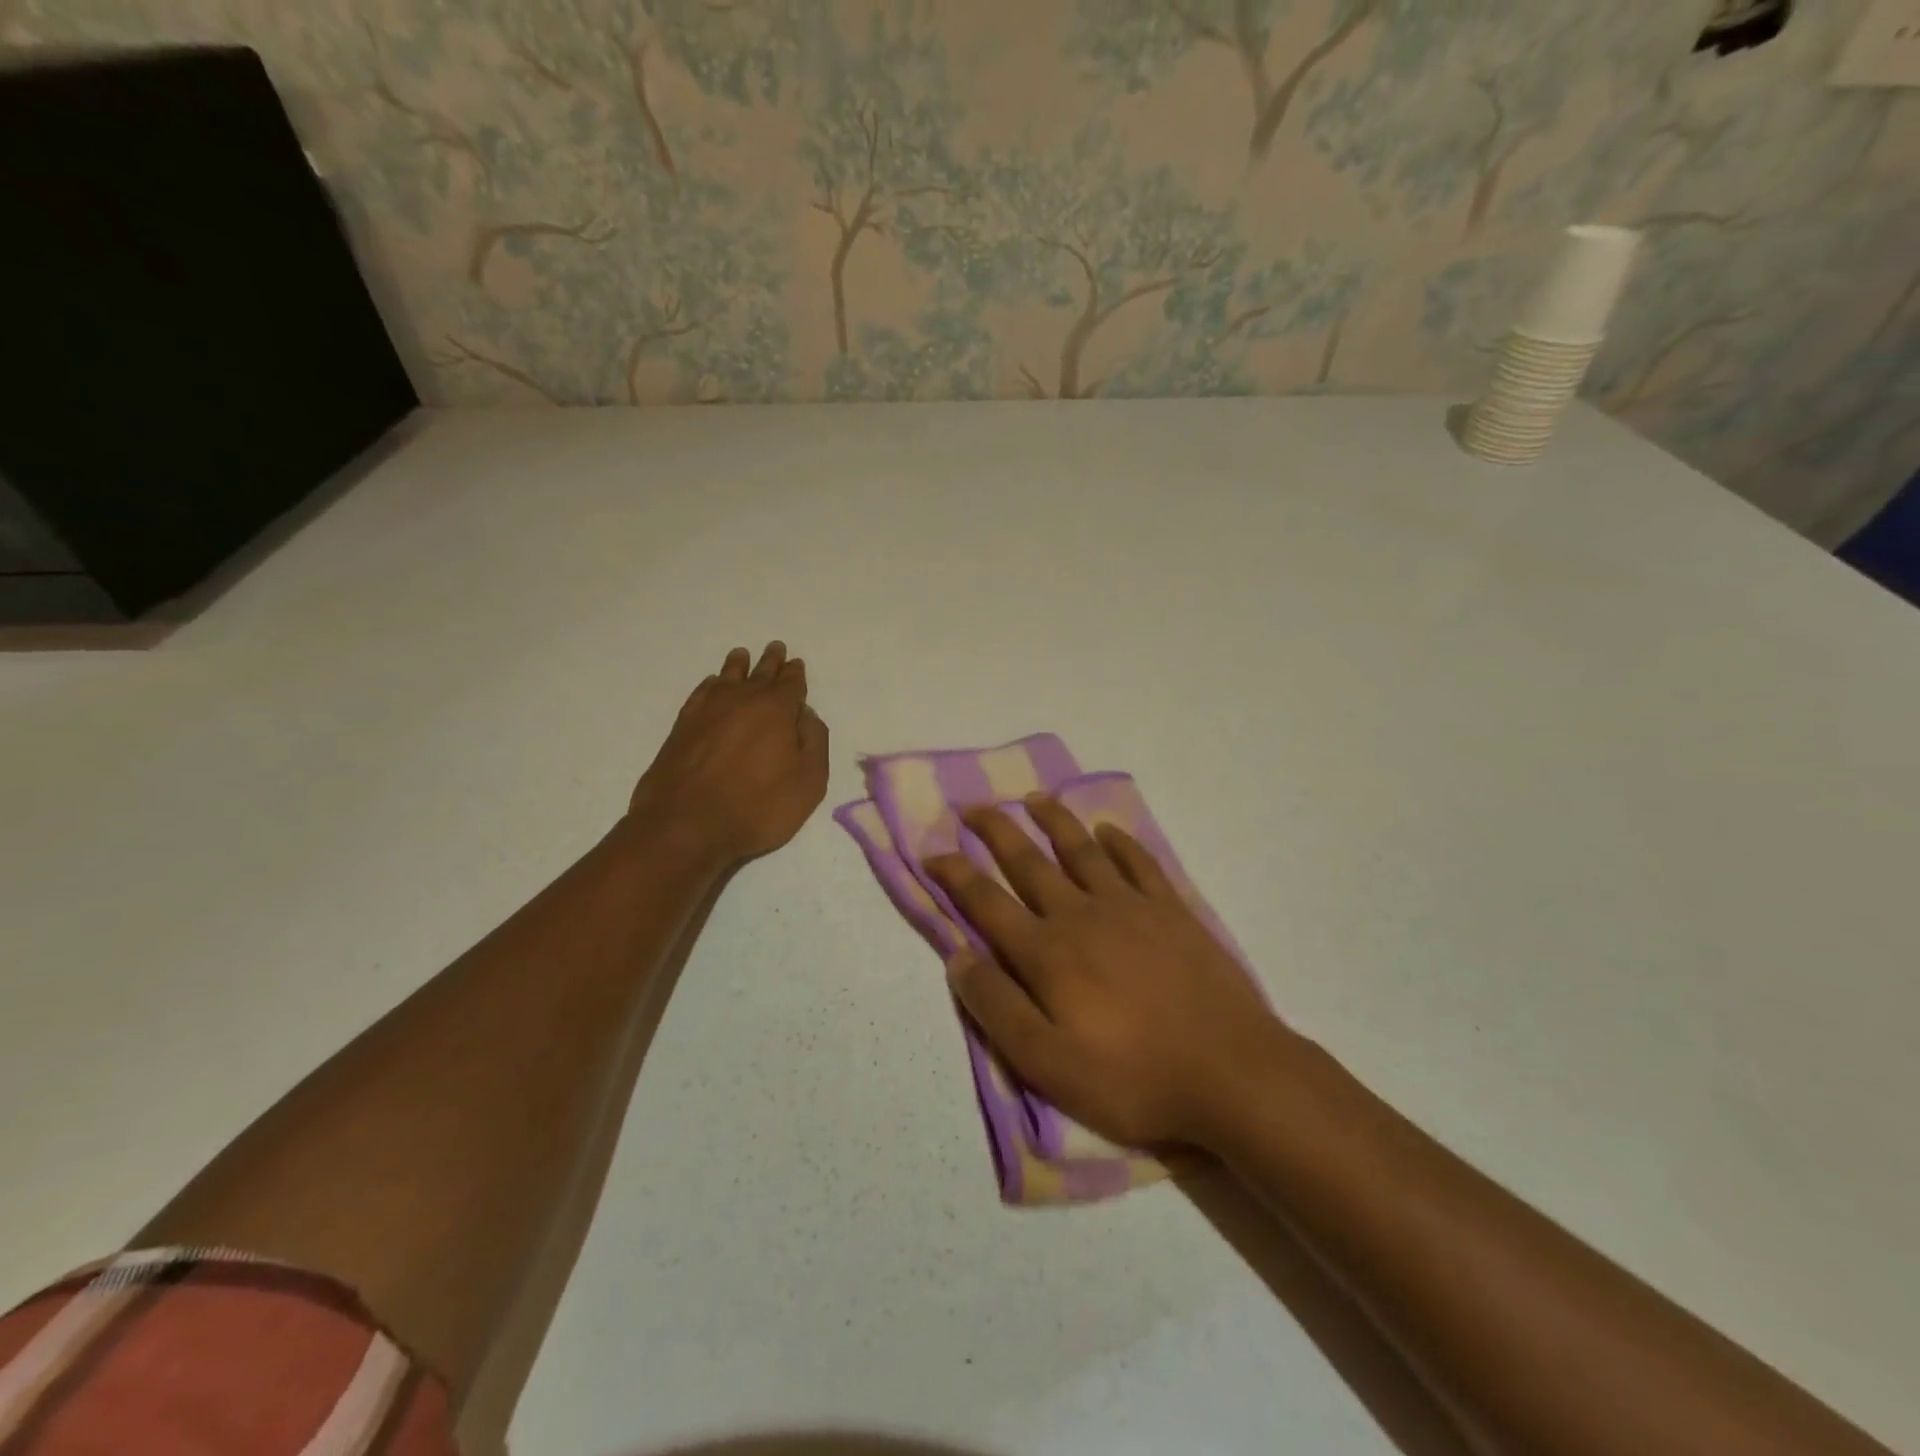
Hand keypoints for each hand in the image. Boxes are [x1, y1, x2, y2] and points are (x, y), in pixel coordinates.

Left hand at [627, 642, 828, 864]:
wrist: (686, 826)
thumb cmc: (757, 806)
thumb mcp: (808, 781)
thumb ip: (814, 741)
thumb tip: (805, 714)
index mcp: (776, 709)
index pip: (790, 684)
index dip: (795, 674)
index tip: (796, 663)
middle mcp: (741, 700)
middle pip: (759, 674)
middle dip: (770, 662)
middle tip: (775, 647)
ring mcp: (707, 711)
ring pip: (727, 678)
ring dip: (738, 666)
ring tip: (742, 655)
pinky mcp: (682, 727)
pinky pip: (701, 693)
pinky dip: (710, 685)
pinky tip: (712, 684)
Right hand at [925, 797, 1287, 1150]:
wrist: (1231, 1072)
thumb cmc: (1133, 1077)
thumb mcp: (1048, 1064)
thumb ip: (997, 1008)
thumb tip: (957, 957)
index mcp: (1047, 953)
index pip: (987, 903)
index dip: (955, 876)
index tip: (931, 852)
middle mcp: (1081, 915)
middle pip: (1029, 863)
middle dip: (996, 832)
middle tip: (973, 807)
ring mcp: (1130, 907)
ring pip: (1081, 851)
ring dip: (1054, 821)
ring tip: (1033, 798)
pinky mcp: (1171, 911)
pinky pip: (1139, 863)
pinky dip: (1120, 843)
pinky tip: (1107, 830)